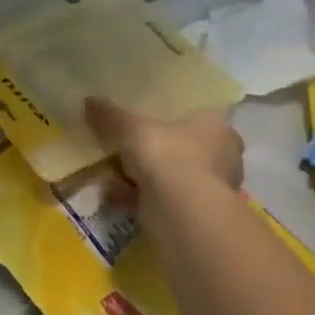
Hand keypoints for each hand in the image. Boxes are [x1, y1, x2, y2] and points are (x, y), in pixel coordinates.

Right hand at [86, 98, 243, 203]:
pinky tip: (115, 196)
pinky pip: (165, 198)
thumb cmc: (166, 155)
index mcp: (217, 126)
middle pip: (183, 147)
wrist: (181, 211)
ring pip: (172, 175)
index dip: (171, 116)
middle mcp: (224, 156)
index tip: (147, 120)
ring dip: (143, 177)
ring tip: (112, 175)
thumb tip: (89, 100)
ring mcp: (213, 187)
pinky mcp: (198, 213)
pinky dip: (140, 197)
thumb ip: (110, 115)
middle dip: (153, 151)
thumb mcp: (130, 128)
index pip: (198, 114)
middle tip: (125, 149)